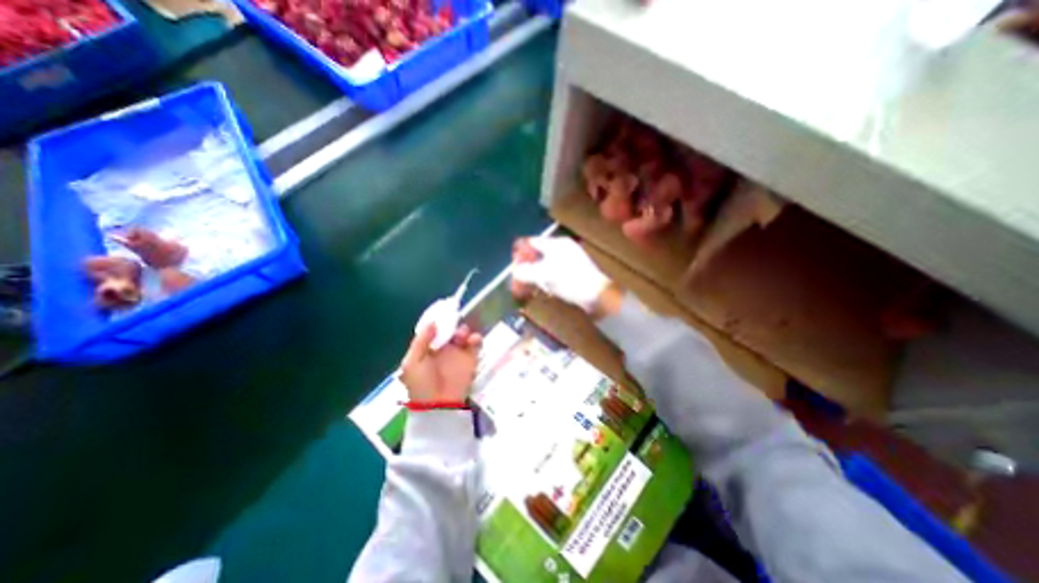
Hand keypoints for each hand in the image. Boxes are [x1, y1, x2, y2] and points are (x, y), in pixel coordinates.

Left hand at [402, 320, 483, 403]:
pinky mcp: (471, 359)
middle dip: (452, 323)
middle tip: (453, 323)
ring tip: (461, 336)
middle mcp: (443, 348)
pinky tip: (473, 339)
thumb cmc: (421, 384)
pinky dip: (476, 338)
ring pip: (463, 334)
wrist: (439, 405)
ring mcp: (458, 353)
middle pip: (449, 329)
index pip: (433, 330)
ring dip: (463, 331)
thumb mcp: (412, 363)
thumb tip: (432, 322)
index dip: (437, 320)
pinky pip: (475, 344)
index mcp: (427, 348)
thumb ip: (421, 341)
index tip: (442, 310)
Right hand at [509, 236, 613, 315]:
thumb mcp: (544, 275)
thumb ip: (526, 271)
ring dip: (535, 274)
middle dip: (527, 266)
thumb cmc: (569, 280)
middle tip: (519, 278)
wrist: (597, 295)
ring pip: (546, 264)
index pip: (532, 242)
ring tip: (529, 286)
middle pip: (538, 254)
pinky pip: (554, 272)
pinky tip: (543, 289)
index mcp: (556, 244)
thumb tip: (513, 270)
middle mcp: (563, 249)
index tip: (513, 265)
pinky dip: (546, 280)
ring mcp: (570, 260)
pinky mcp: (574, 273)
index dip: (520, 252)